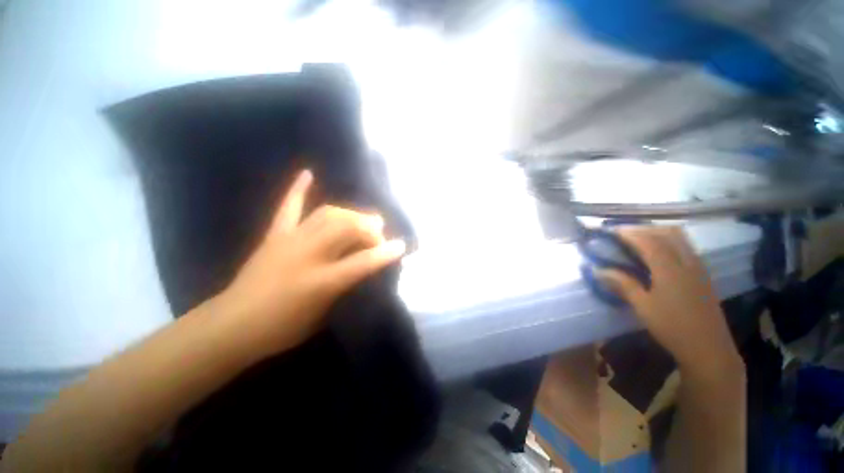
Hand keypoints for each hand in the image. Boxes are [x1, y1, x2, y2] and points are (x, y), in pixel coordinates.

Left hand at [210, 170, 405, 360]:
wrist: (232, 326)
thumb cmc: (282, 328)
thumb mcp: (322, 315)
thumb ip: (345, 287)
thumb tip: (363, 267)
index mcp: (321, 282)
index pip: (362, 262)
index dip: (385, 253)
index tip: (401, 246)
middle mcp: (308, 255)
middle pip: (346, 229)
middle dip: (368, 229)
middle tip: (378, 234)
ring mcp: (290, 241)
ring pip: (327, 215)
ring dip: (349, 214)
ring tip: (360, 219)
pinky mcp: (274, 236)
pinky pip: (288, 208)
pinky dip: (299, 190)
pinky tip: (308, 174)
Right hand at [598, 226, 741, 374]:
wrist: (709, 349)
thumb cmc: (672, 327)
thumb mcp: (643, 306)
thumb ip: (622, 284)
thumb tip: (598, 270)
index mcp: (670, 269)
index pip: (648, 241)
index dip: (628, 233)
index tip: (610, 231)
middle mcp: (687, 262)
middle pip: (667, 232)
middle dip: (644, 228)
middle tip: (623, 234)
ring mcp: (699, 267)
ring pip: (680, 238)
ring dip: (658, 232)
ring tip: (639, 239)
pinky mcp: (703, 274)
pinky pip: (686, 247)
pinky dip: (669, 241)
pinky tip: (658, 253)